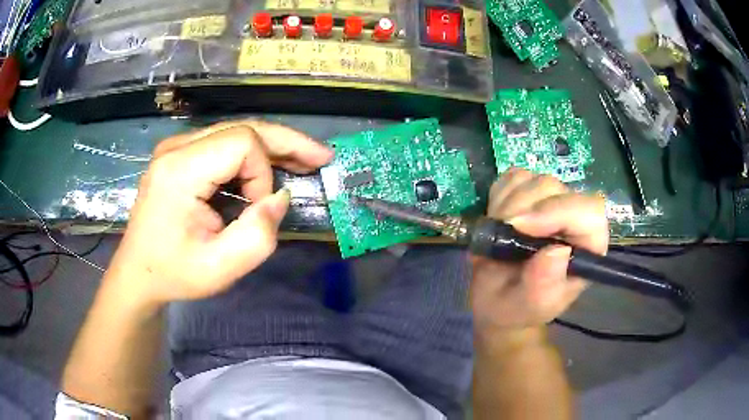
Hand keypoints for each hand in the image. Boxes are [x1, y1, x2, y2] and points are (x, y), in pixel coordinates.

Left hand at [105, 121, 332, 306]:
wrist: (138, 273)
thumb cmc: (174, 273)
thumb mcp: (220, 269)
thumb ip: (257, 235)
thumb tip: (280, 198)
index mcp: (180, 171)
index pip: (242, 143)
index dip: (263, 173)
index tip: (257, 209)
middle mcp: (176, 148)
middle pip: (243, 127)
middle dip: (285, 142)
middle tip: (320, 157)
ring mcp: (175, 148)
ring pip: (236, 131)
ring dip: (271, 147)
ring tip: (303, 161)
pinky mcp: (178, 155)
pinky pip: (223, 143)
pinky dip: (251, 155)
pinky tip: (269, 166)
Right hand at [470, 168, 608, 334]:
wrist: (497, 300)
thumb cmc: (519, 308)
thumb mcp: (531, 306)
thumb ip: (544, 285)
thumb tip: (558, 250)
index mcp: (587, 247)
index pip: (588, 212)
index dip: (556, 211)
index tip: (518, 226)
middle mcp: (574, 219)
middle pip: (554, 189)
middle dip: (520, 209)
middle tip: (499, 234)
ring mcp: (551, 202)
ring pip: (532, 180)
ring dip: (505, 204)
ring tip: (498, 233)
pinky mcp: (529, 193)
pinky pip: (513, 178)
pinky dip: (498, 195)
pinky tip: (497, 219)